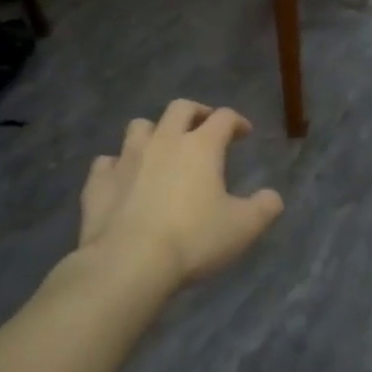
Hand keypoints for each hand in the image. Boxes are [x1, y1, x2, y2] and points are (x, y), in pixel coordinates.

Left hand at [77, 99, 283, 287]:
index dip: (237, 121)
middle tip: (205, 127)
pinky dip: (117, 165)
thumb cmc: (193, 240)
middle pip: (180, 108)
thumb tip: (273, 197)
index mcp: (201, 146)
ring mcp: (126, 158)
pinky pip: (106, 162)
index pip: (223, 118)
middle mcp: (163, 141)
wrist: (128, 262)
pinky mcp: (98, 181)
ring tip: (161, 149)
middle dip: (196, 113)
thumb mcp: (243, 228)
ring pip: (139, 127)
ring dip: (154, 132)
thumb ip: (264, 208)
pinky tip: (123, 178)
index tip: (244, 133)